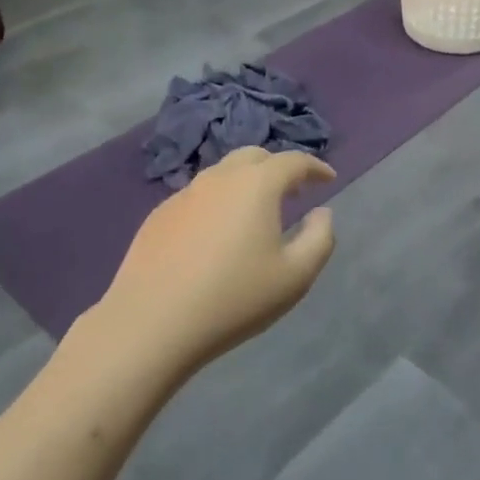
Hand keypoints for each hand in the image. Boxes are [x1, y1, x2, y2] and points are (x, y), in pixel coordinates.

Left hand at [99, 147, 335, 372]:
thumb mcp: (296, 276)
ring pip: (222, 174)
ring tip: (255, 212)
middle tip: (292, 191)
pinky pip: (198, 196)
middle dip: (278, 168)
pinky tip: (216, 235)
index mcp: (257, 185)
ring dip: (245, 183)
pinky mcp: (158, 216)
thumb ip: (320, 238)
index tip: (328, 179)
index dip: (315, 167)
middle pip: (254, 156)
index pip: (293, 161)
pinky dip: (217, 203)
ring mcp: (184, 194)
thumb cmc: (234, 298)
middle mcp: (219, 178)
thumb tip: (321, 212)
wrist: (151, 323)